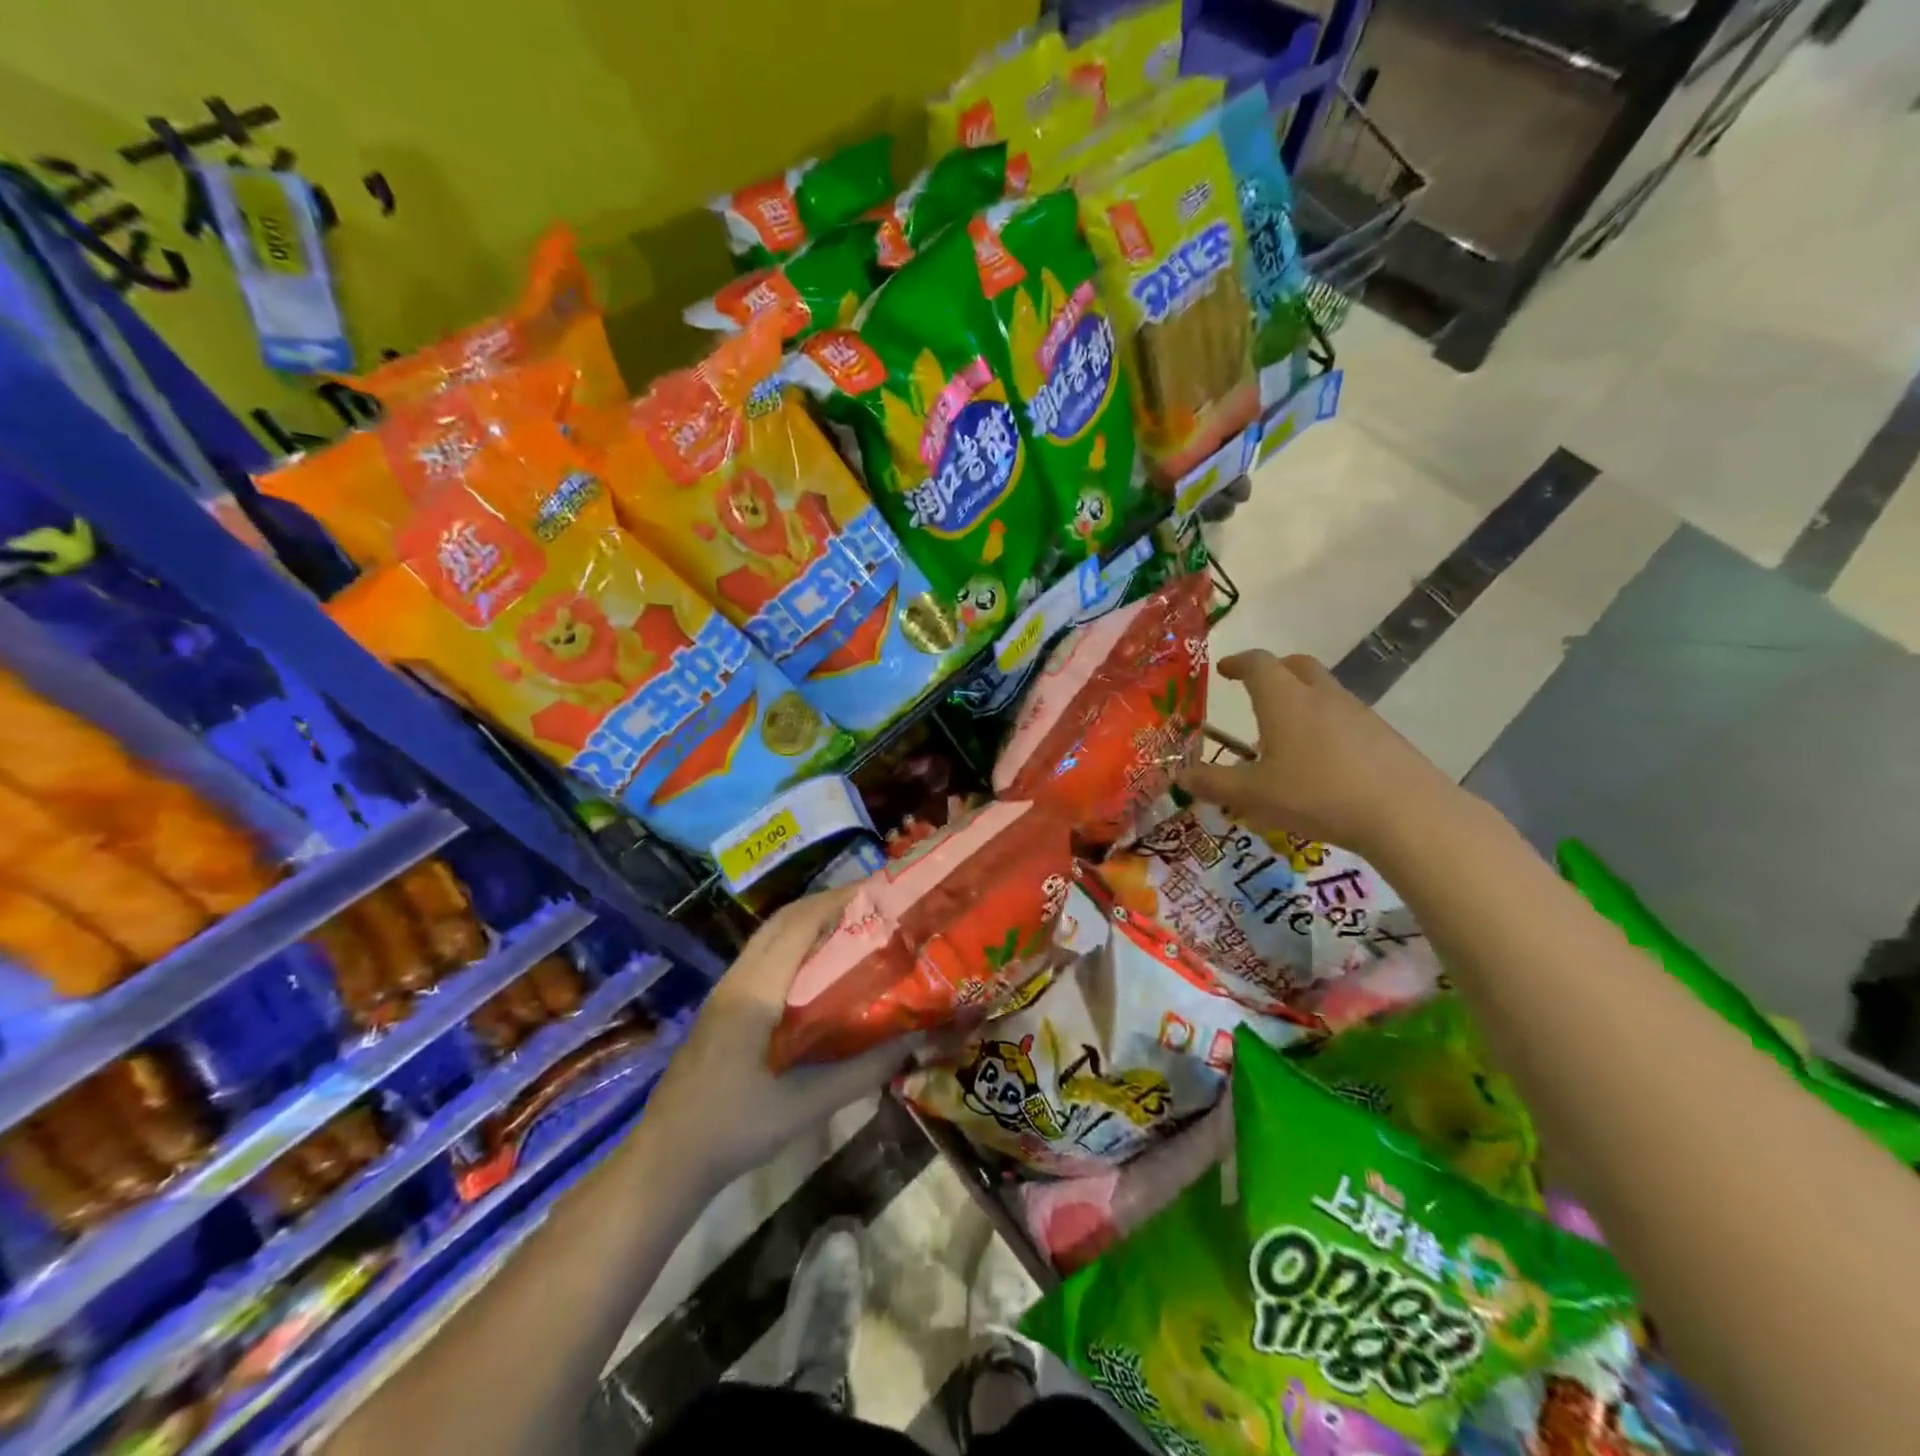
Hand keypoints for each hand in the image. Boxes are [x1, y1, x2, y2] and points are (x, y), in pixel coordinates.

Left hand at [640, 887, 910, 1196]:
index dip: (838, 901)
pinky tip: (819, 964)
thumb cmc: (735, 1130)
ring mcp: (726, 990)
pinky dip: (794, 942)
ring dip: (810, 920)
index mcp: (756, 992)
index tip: (879, 892)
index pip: (800, 925)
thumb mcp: (806, 1106)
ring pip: (770, 935)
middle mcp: (738, 978)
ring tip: (854, 924)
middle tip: (875, 904)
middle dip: (828, 903)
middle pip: (784, 920)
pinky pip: (763, 954)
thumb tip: (917, 1040)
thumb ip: (863, 1070)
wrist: (666, 1159)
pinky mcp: (723, 1004)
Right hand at [1180, 651, 1458, 854]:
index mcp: (1284, 700)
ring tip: (1284, 733)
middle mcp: (1321, 696)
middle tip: (1256, 689)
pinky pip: (1344, 716)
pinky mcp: (1382, 735)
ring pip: (1323, 690)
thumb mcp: (1254, 795)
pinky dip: (1325, 724)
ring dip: (1301, 699)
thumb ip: (1214, 784)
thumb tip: (1180, 776)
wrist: (1405, 813)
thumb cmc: (1316, 794)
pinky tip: (1321, 760)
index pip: (1258, 664)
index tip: (1224, 669)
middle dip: (1274, 670)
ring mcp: (1357, 713)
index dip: (1239, 663)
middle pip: (1297, 665)